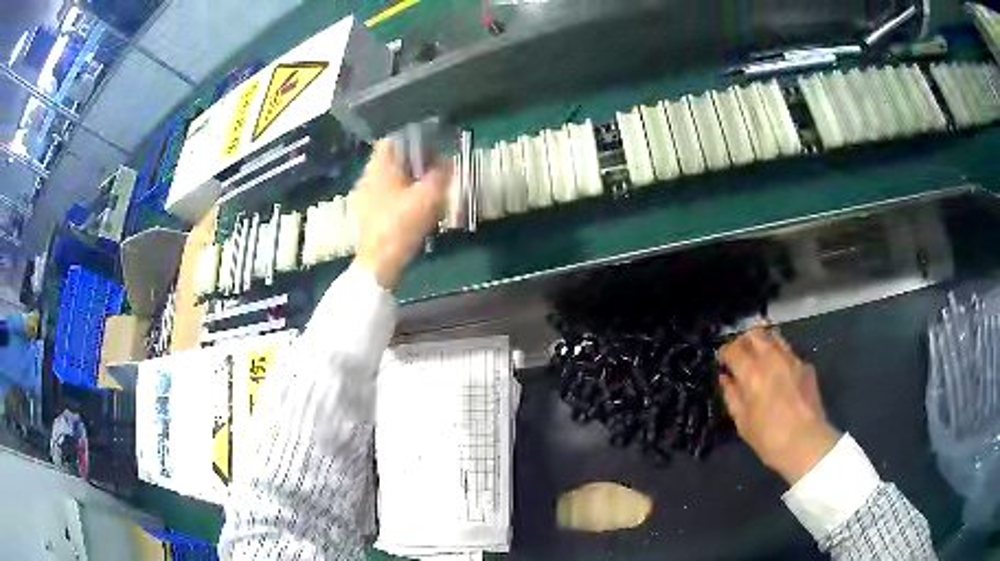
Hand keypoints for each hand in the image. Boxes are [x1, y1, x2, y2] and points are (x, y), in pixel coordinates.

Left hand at [354, 140, 450, 289]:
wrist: (380, 263)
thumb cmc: (402, 224)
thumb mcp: (429, 196)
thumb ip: (441, 174)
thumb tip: (448, 161)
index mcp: (379, 167)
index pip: (393, 140)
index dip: (414, 141)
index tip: (433, 149)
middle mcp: (368, 177)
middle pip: (393, 161)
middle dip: (415, 163)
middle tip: (436, 171)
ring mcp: (365, 197)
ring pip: (391, 180)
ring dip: (410, 182)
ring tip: (429, 191)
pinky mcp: (368, 215)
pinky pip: (387, 197)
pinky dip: (402, 197)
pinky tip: (416, 210)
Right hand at [719, 328, 839, 484]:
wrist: (806, 442)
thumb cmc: (768, 437)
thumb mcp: (742, 422)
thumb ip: (732, 396)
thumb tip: (726, 378)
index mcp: (751, 373)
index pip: (733, 349)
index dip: (725, 353)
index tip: (723, 362)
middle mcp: (771, 358)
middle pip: (754, 334)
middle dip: (744, 341)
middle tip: (740, 355)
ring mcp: (791, 359)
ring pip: (774, 337)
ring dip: (763, 343)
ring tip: (760, 357)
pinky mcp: (806, 365)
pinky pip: (789, 352)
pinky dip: (780, 356)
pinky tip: (780, 372)